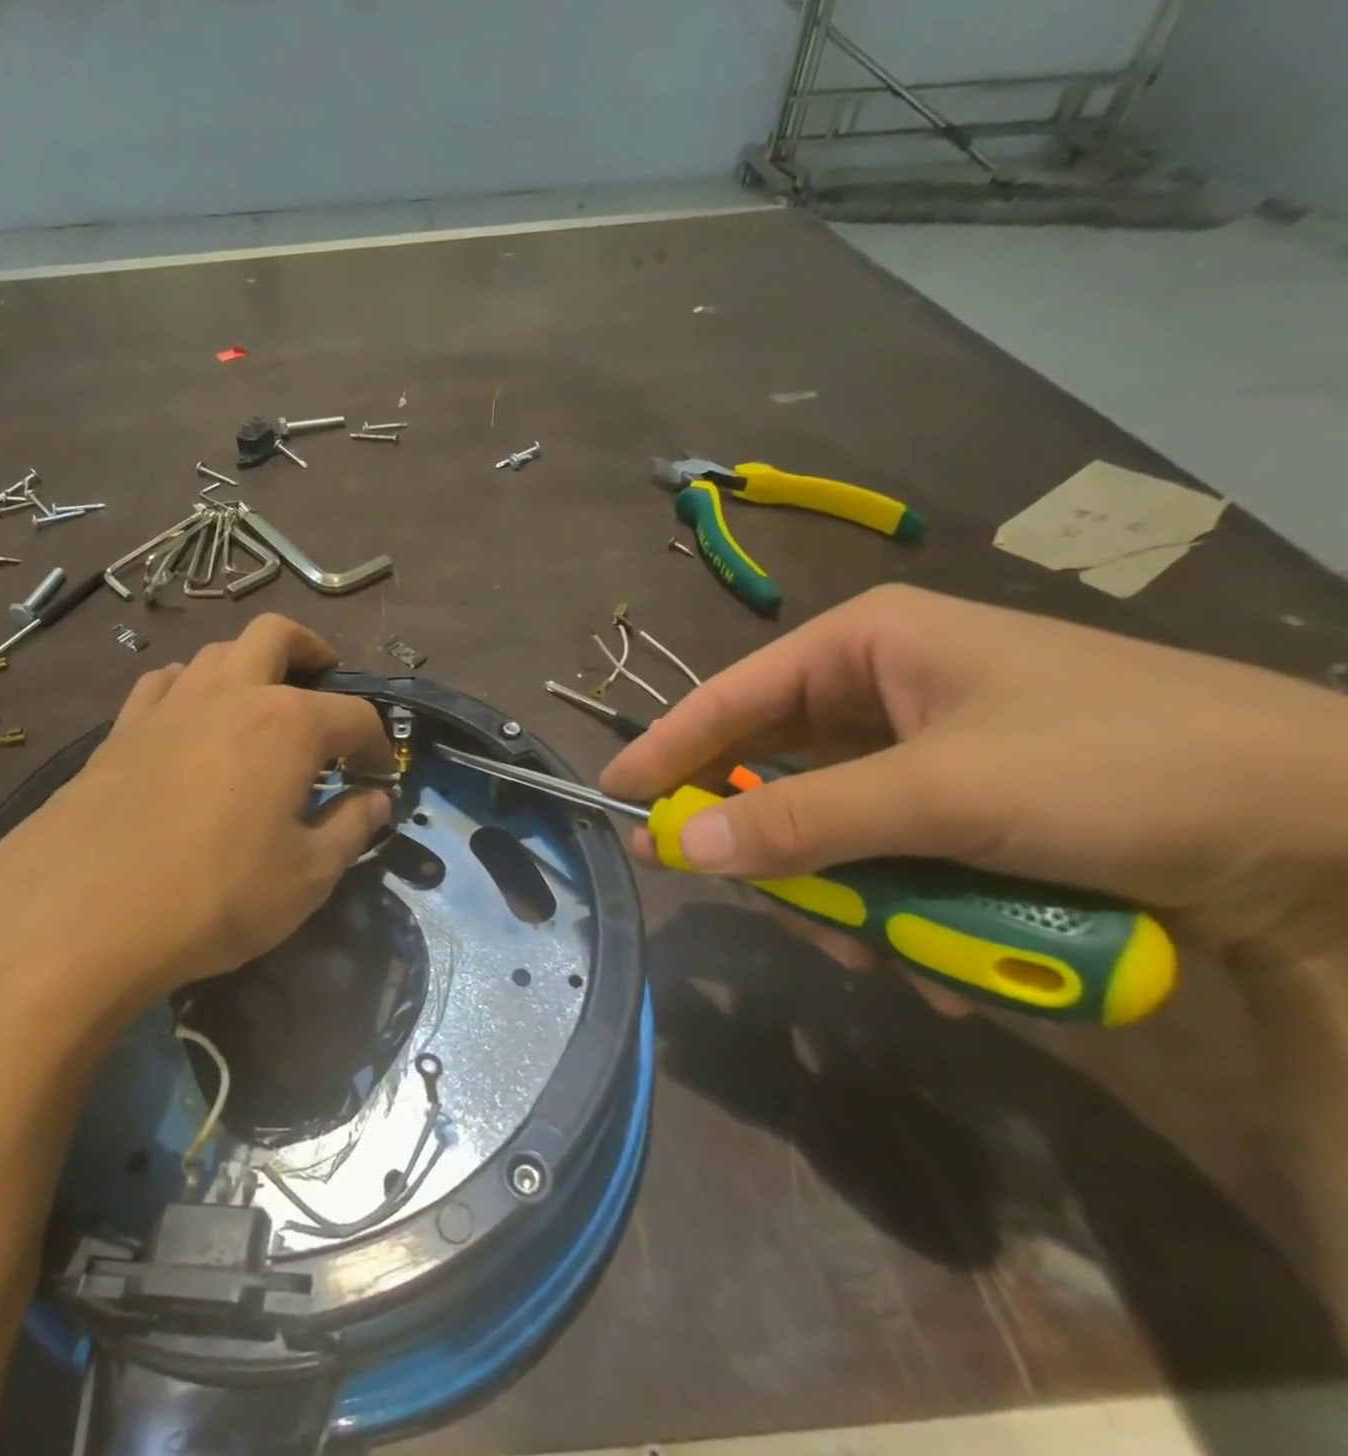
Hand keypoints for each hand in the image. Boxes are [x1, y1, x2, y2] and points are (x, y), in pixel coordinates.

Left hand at [0, 615, 392, 1025]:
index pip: (354, 715)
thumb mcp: (307, 876)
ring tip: (260, 706)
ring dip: (249, 665)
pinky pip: (163, 684)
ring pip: (216, 652)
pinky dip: (190, 689)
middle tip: (325, 680)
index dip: (377, 743)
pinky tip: (191, 724)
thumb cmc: (217, 895)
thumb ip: (351, 829)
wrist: (81, 915)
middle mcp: (231, 694)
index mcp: (289, 723)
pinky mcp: (120, 729)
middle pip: (278, 636)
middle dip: (313, 651)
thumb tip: (376, 801)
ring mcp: (169, 705)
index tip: (380, 775)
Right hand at [601, 585, 1347, 966]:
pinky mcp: (956, 806)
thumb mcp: (947, 794)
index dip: (664, 750)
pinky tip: (937, 955)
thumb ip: (803, 821)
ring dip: (843, 896)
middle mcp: (881, 690)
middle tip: (753, 901)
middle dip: (772, 846)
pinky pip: (881, 855)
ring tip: (882, 955)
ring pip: (827, 826)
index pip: (730, 698)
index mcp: (865, 646)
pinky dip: (894, 908)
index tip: (612, 798)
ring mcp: (920, 751)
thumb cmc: (1124, 769)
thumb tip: (680, 846)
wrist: (1338, 835)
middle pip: (774, 769)